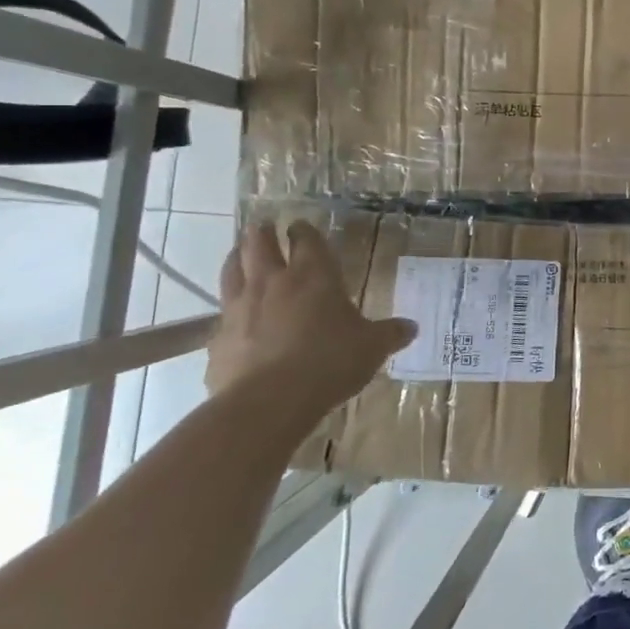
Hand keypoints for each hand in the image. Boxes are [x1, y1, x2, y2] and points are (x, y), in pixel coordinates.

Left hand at [206, 221, 414, 421]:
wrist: (269, 402)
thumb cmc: (330, 361)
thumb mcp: (372, 347)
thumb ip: (390, 334)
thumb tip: (411, 328)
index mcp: (314, 275)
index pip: (306, 240)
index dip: (304, 231)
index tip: (300, 225)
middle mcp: (273, 282)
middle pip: (259, 245)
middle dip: (262, 234)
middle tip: (262, 227)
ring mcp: (240, 308)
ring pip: (232, 271)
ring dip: (236, 259)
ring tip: (239, 254)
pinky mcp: (217, 339)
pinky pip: (221, 315)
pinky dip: (228, 310)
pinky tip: (233, 319)